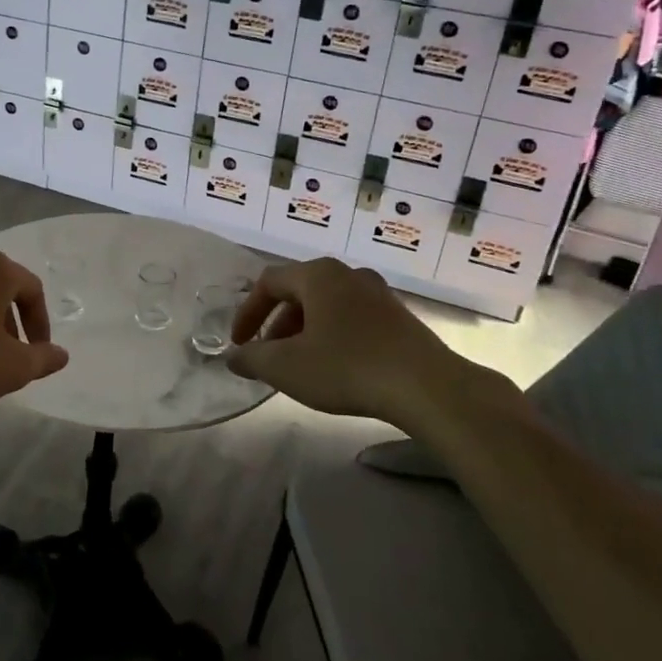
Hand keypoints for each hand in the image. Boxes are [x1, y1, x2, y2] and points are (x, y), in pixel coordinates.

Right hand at [226, 259, 505, 423]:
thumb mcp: (287, 367)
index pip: (269, 282)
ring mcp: (378, 294)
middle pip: (299, 291)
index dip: (247, 312)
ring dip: (304, 332)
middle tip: (268, 357)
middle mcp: (348, 274)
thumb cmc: (347, 367)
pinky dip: (332, 336)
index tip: (239, 343)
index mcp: (318, 275)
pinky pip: (352, 319)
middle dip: (276, 325)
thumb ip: (253, 358)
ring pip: (327, 306)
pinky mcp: (398, 317)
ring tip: (299, 366)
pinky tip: (335, 368)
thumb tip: (235, 357)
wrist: (426, 387)